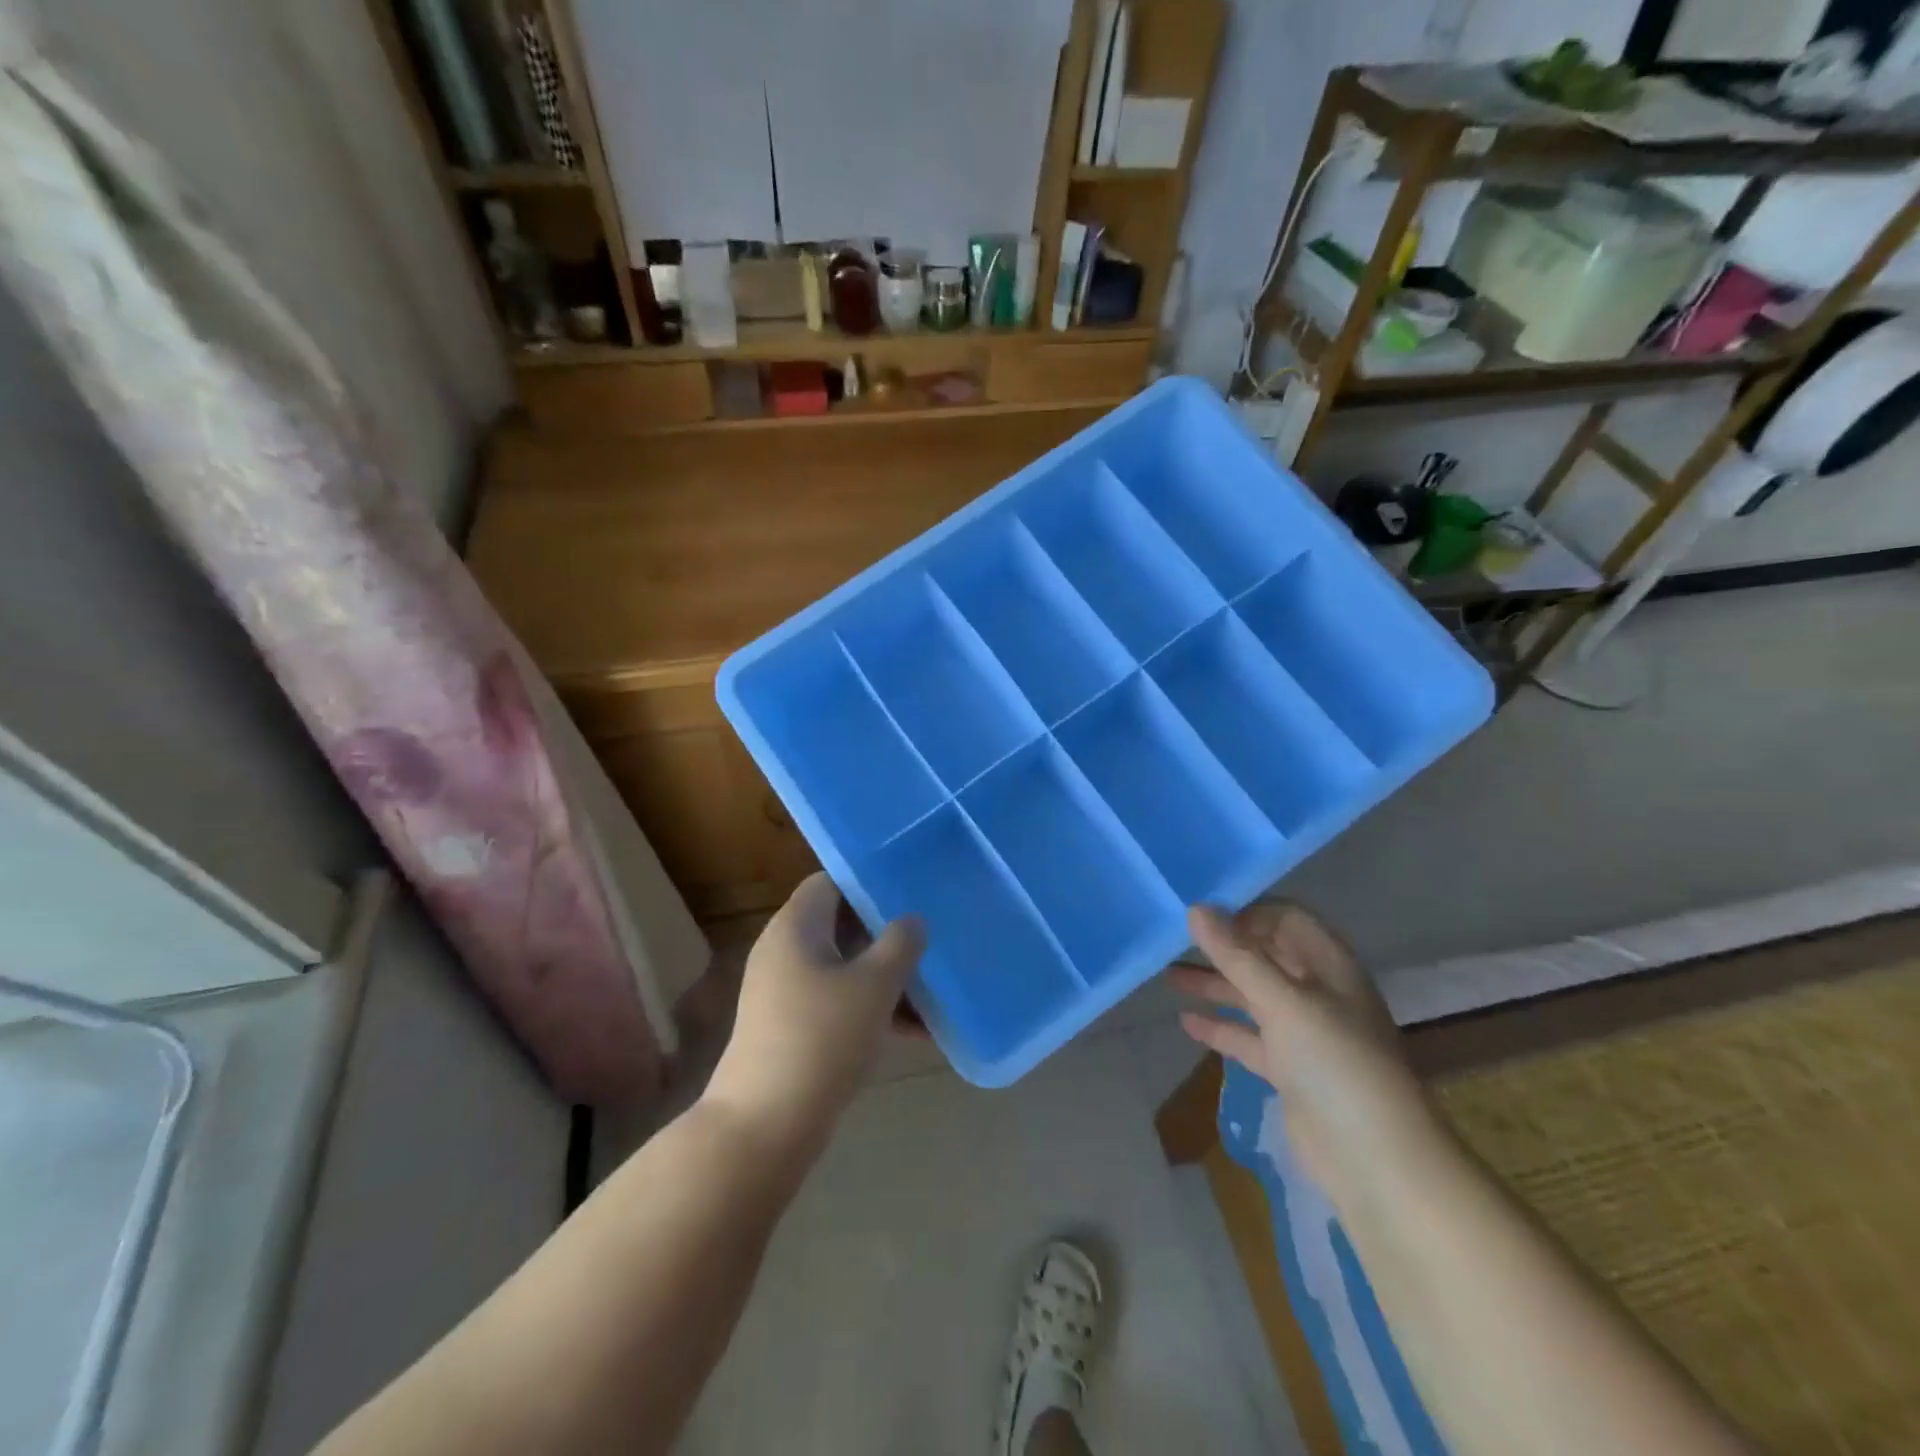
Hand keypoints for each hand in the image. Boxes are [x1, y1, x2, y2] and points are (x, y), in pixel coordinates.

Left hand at [703, 873, 923, 1160]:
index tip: (910, 892)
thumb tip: (913, 920)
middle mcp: (785, 949)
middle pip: (841, 924)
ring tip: (932, 992)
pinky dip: (870, 1008)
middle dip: (887, 934)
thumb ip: (901, 944)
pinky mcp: (790, 1026)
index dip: (870, 882)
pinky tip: (913, 1033)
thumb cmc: (822, 1038)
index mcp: (796, 926)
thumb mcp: (874, 985)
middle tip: (930, 938)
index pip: (832, 881)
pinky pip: (836, 1000)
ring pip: (844, 966)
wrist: (764, 1125)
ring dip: (885, 976)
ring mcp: (784, 990)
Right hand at [1172, 902, 1445, 1203]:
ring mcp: (1305, 1032)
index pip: (1285, 918)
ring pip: (1253, 995)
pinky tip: (1186, 1022)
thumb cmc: (1334, 1063)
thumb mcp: (1282, 1001)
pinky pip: (1249, 1037)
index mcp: (1329, 965)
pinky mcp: (1291, 1069)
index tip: (1200, 912)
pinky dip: (1221, 1027)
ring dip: (1214, 984)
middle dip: (1222, 947)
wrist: (1376, 1160)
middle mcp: (1318, 991)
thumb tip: (1196, 909)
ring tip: (1167, 976)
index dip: (1246, 911)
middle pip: (1265, 955)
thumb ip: (1237, 955)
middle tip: (1173, 940)